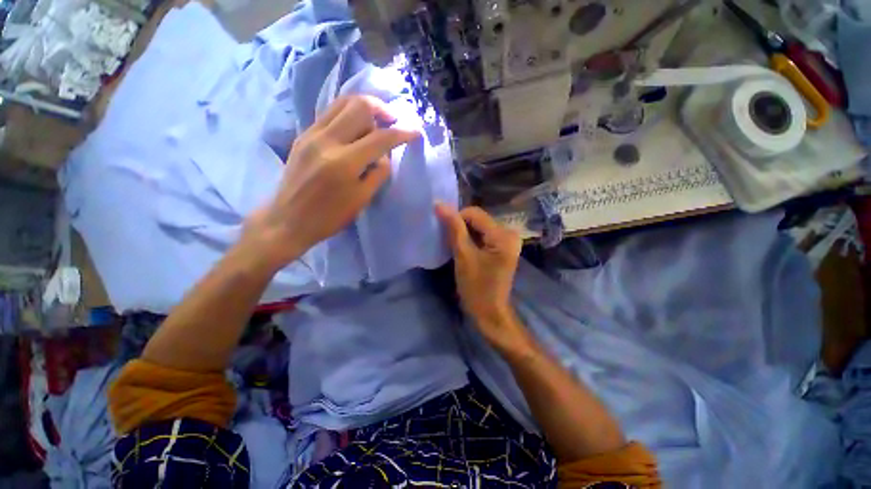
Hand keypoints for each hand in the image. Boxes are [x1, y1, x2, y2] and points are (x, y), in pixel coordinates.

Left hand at [243, 95, 418, 268]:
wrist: (288, 220)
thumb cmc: (329, 217)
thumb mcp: (361, 199)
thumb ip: (378, 173)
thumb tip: (385, 155)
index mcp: (344, 163)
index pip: (380, 138)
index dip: (402, 133)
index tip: (415, 132)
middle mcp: (326, 140)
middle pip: (359, 106)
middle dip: (382, 109)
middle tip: (393, 122)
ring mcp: (311, 134)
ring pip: (342, 103)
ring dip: (364, 108)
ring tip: (376, 121)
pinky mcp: (303, 135)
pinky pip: (330, 113)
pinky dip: (348, 114)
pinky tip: (356, 128)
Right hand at [435, 203, 530, 351]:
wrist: (489, 312)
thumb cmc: (476, 287)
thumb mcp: (463, 256)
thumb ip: (453, 228)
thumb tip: (439, 204)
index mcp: (503, 235)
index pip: (474, 213)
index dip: (456, 219)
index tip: (445, 234)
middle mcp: (509, 233)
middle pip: (478, 219)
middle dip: (461, 227)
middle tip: (449, 242)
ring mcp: (508, 241)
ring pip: (479, 227)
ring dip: (465, 234)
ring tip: (456, 248)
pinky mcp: (503, 248)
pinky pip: (484, 236)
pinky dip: (472, 240)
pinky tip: (465, 250)